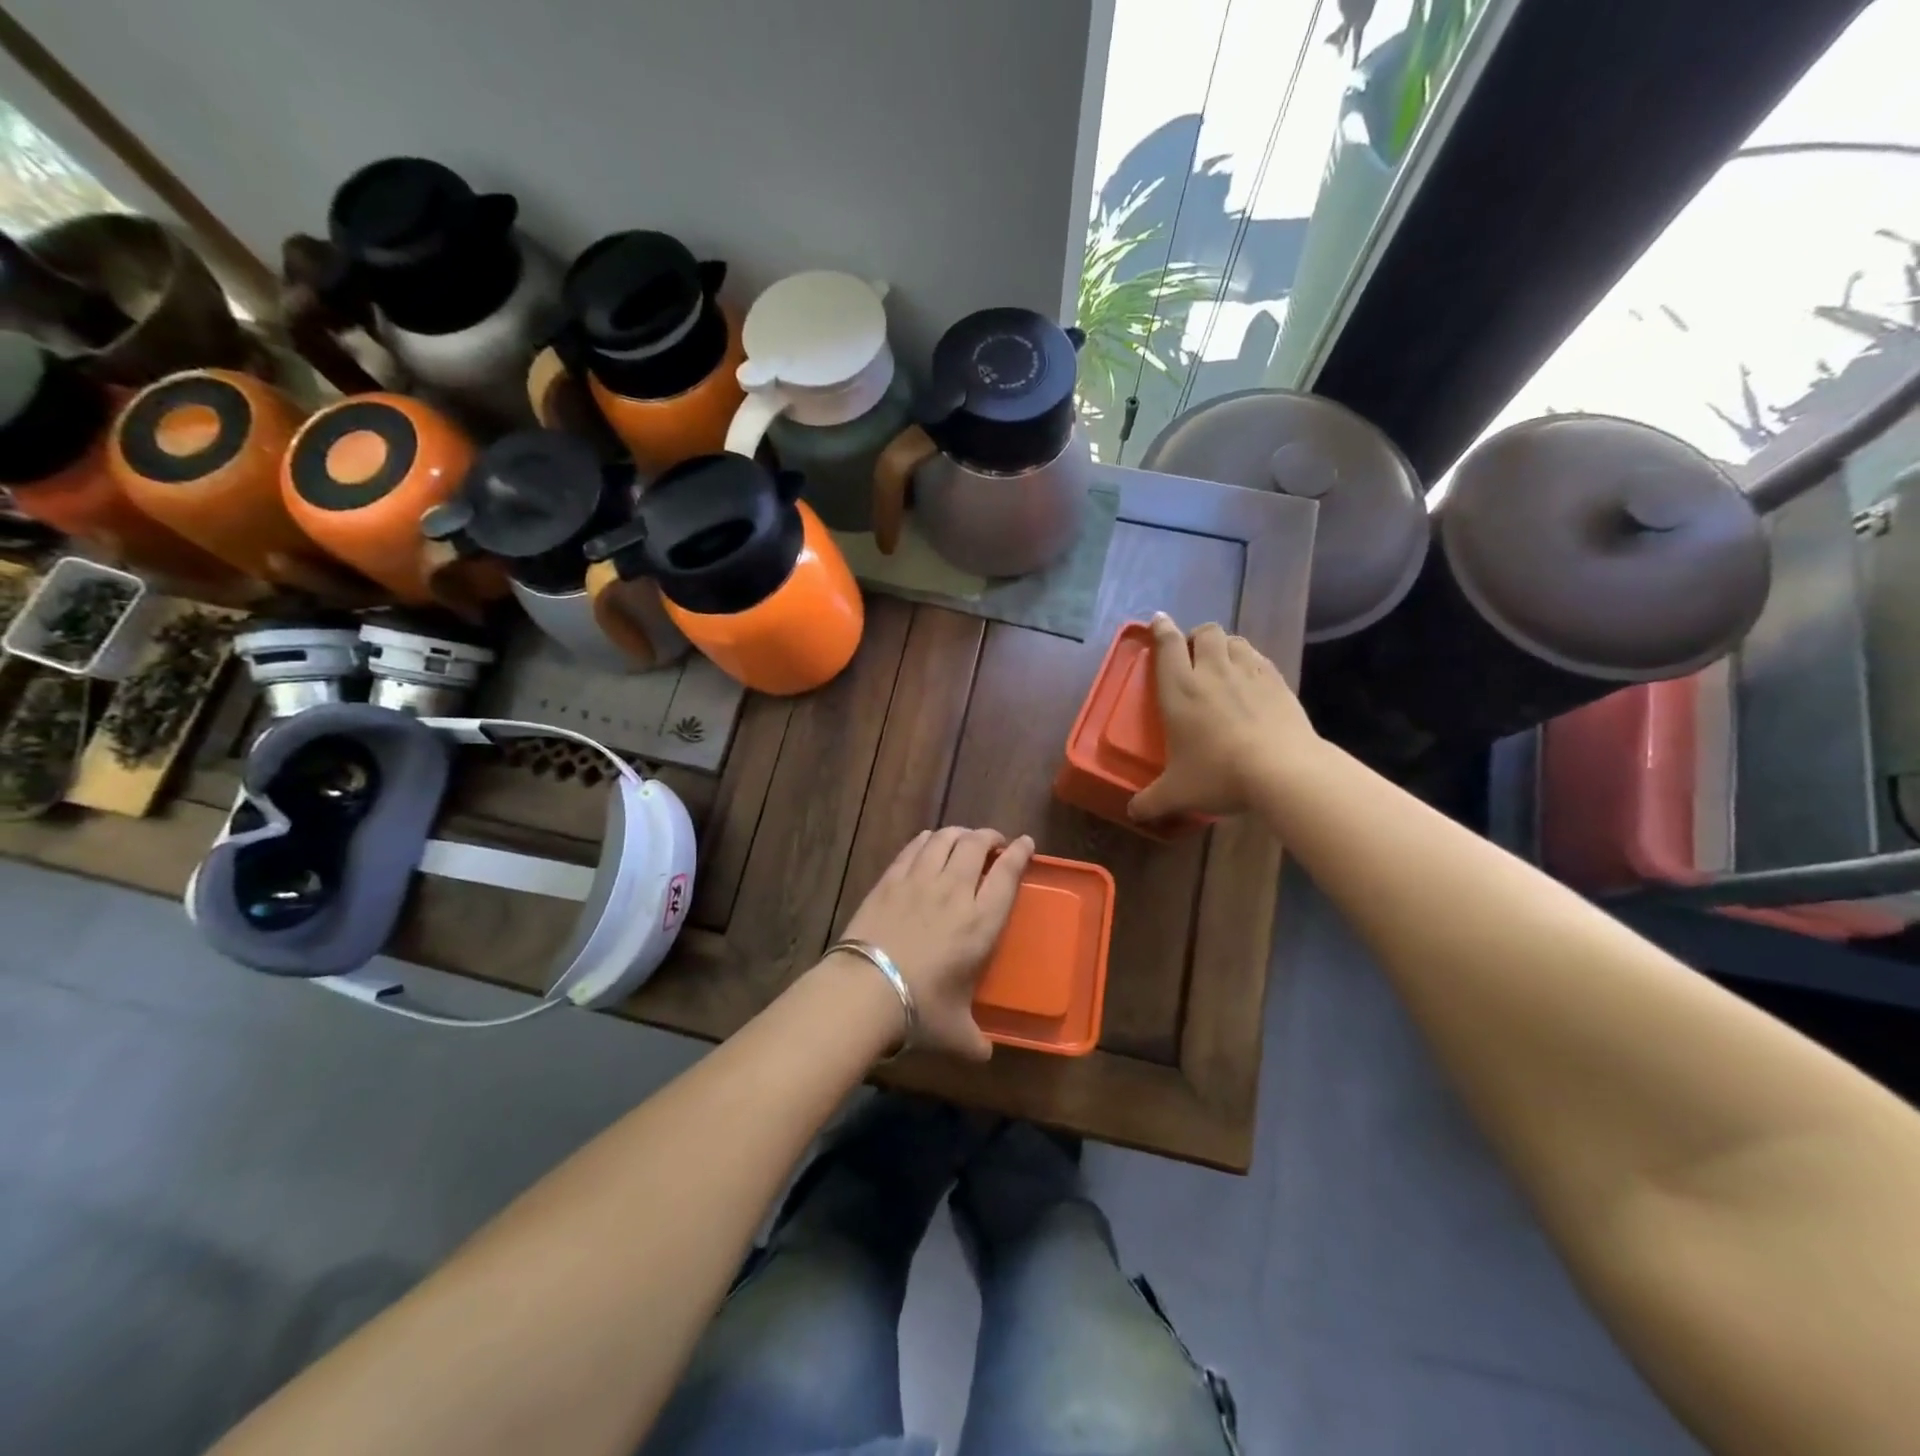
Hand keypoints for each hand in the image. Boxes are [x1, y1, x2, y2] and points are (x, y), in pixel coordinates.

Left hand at [840, 827, 1035, 1059]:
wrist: (867, 989)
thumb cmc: (921, 1009)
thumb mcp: (956, 1032)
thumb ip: (975, 1041)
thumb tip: (984, 1056)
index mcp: (981, 922)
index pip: (1007, 874)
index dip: (1020, 853)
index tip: (1026, 843)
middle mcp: (955, 891)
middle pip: (976, 845)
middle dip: (989, 837)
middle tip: (993, 841)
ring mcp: (920, 880)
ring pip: (945, 839)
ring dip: (959, 833)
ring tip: (963, 837)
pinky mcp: (890, 880)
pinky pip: (914, 848)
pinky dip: (927, 840)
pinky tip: (928, 842)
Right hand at [1128, 613, 1313, 822]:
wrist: (1283, 770)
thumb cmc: (1219, 774)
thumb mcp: (1177, 794)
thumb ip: (1150, 802)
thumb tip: (1132, 813)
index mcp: (1180, 689)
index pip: (1167, 646)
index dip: (1161, 629)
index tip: (1159, 620)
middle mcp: (1212, 672)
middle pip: (1205, 633)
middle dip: (1197, 636)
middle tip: (1194, 655)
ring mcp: (1249, 673)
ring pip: (1235, 640)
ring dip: (1225, 646)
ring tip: (1223, 664)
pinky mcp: (1278, 682)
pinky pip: (1260, 659)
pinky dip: (1251, 662)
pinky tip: (1252, 681)